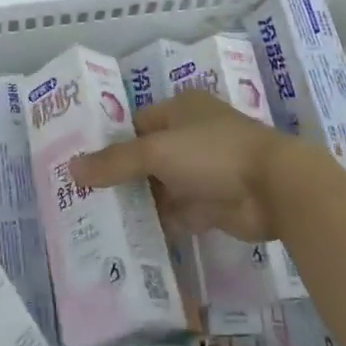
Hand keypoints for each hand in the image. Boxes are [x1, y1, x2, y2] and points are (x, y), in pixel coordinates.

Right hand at [69, 89, 300, 241]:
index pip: (136, 124)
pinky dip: (158, 222)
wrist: (274, 189)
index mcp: (180, 109)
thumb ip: (115, 161)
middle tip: (83, 196)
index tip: (82, 164)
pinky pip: (176, 212)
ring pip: (160, 186)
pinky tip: (129, 236)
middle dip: (121, 176)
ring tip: (98, 219)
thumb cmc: (213, 153)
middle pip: (146, 156)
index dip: (111, 143)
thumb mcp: (157, 152)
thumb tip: (71, 167)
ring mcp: (202, 171)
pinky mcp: (211, 204)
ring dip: (138, 201)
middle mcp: (190, 135)